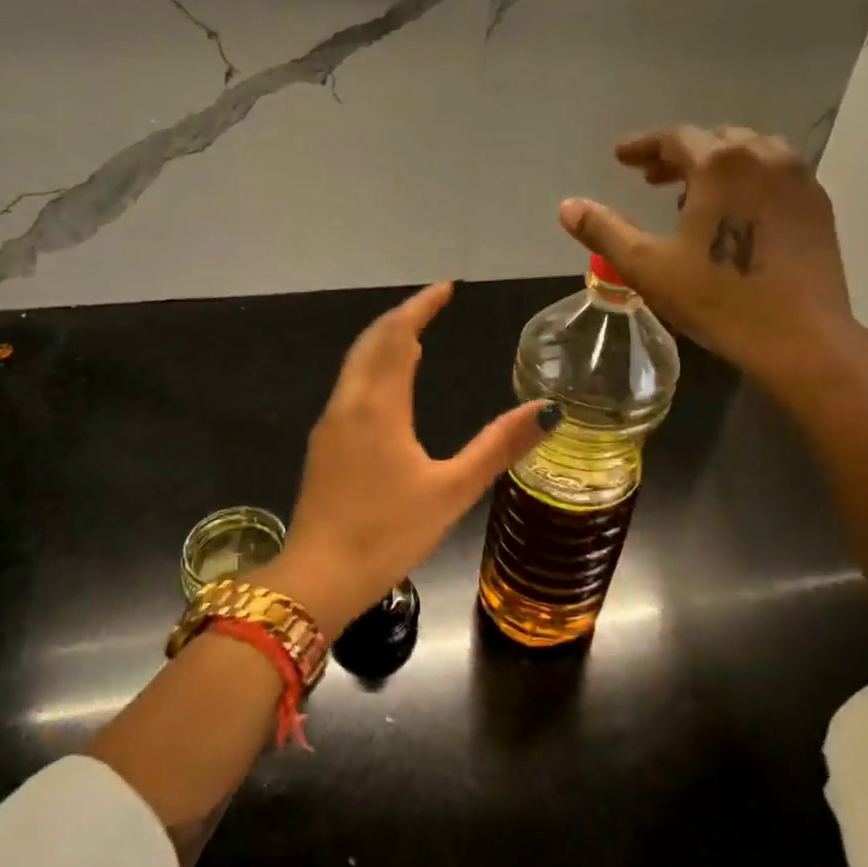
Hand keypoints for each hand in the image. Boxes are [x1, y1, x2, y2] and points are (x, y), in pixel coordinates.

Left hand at [268, 282, 555, 638]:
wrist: (319, 577)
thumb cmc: (388, 533)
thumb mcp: (452, 491)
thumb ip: (499, 447)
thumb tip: (549, 410)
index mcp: (378, 407)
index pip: (397, 336)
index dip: (420, 308)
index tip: (444, 289)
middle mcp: (348, 405)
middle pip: (371, 343)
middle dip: (401, 319)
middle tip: (432, 306)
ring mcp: (329, 425)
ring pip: (356, 366)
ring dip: (384, 344)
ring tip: (415, 338)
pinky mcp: (323, 447)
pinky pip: (350, 388)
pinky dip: (372, 370)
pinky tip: (388, 389)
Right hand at [558, 126, 864, 398]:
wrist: (800, 337)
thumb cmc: (718, 300)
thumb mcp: (647, 267)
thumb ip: (605, 230)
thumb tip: (567, 206)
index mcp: (720, 164)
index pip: (675, 138)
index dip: (643, 146)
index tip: (621, 158)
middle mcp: (764, 156)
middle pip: (715, 140)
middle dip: (679, 154)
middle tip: (651, 177)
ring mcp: (798, 178)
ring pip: (750, 152)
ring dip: (716, 164)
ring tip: (691, 194)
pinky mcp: (819, 204)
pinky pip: (776, 173)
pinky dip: (748, 178)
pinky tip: (735, 212)